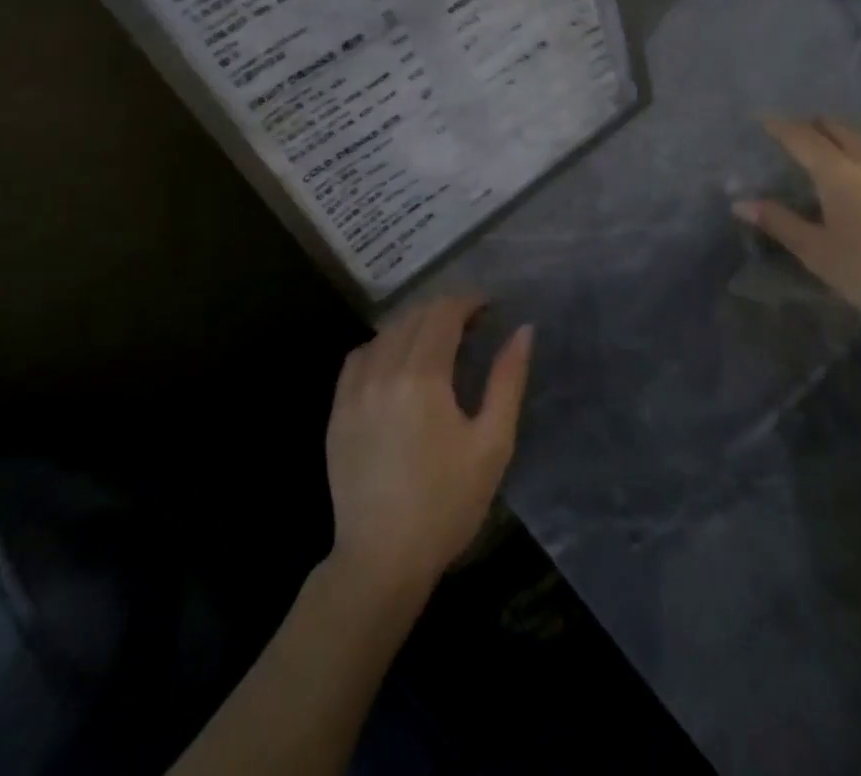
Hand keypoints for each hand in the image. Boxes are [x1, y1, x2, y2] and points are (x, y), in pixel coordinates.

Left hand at [325, 294, 532, 600]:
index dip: (467, 301)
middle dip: (444, 310)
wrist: (382, 559)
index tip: (488, 306)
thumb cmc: (447, 503)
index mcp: (422, 376)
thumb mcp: (492, 442)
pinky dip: (381, 346)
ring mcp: (354, 391)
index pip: (443, 314)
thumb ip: (507, 379)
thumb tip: (523, 330)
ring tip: (436, 340)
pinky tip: (395, 362)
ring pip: (385, 333)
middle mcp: (383, 371)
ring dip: (413, 325)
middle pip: (413, 317)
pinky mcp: (337, 412)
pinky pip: (358, 358)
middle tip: (470, 324)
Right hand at [735, 117, 860, 338]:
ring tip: (828, 153)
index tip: (763, 120)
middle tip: (794, 138)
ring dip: (841, 136)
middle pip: (836, 126)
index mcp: (839, 173)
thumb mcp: (819, 254)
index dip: (780, 126)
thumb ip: (780, 222)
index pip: (802, 137)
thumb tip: (741, 203)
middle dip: (812, 126)